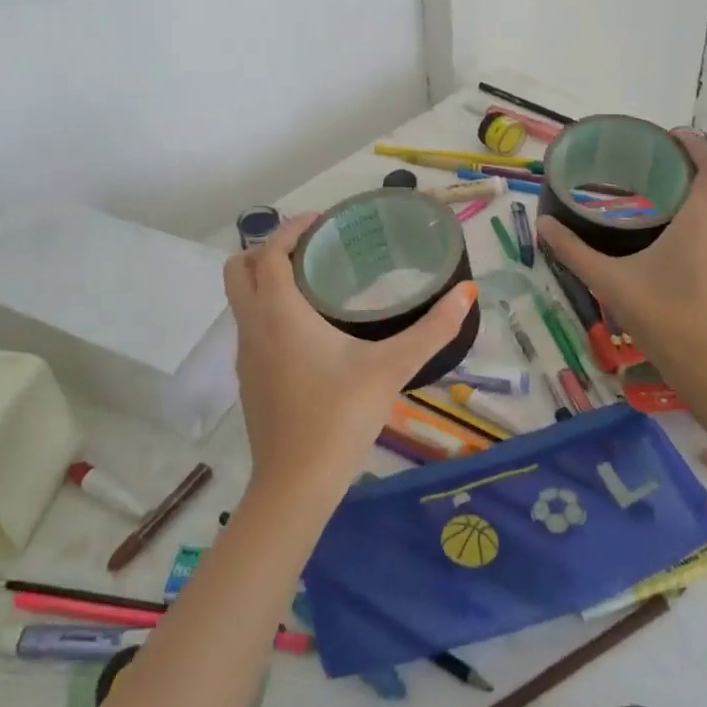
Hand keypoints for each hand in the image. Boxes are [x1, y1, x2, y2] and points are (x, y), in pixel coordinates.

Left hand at [224, 213, 478, 503]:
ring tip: (313, 281)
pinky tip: (307, 330)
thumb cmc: (340, 416)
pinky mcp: (248, 380)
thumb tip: (467, 292)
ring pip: (241, 300)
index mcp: (279, 312)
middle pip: (239, 270)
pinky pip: (250, 326)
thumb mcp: (391, 368)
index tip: (321, 221)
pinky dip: (267, 310)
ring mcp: (245, 356)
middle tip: (311, 249)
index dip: (291, 229)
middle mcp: (253, 326)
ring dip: (265, 280)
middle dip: (268, 249)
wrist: (296, 485)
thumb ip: (432, 329)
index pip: (269, 252)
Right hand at [535, 129, 706, 389]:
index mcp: (701, 220)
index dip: (696, 146)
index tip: (673, 137)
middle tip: (669, 162)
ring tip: (681, 192)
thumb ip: (573, 250)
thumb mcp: (608, 281)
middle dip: (702, 164)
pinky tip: (697, 233)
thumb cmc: (660, 316)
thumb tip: (543, 223)